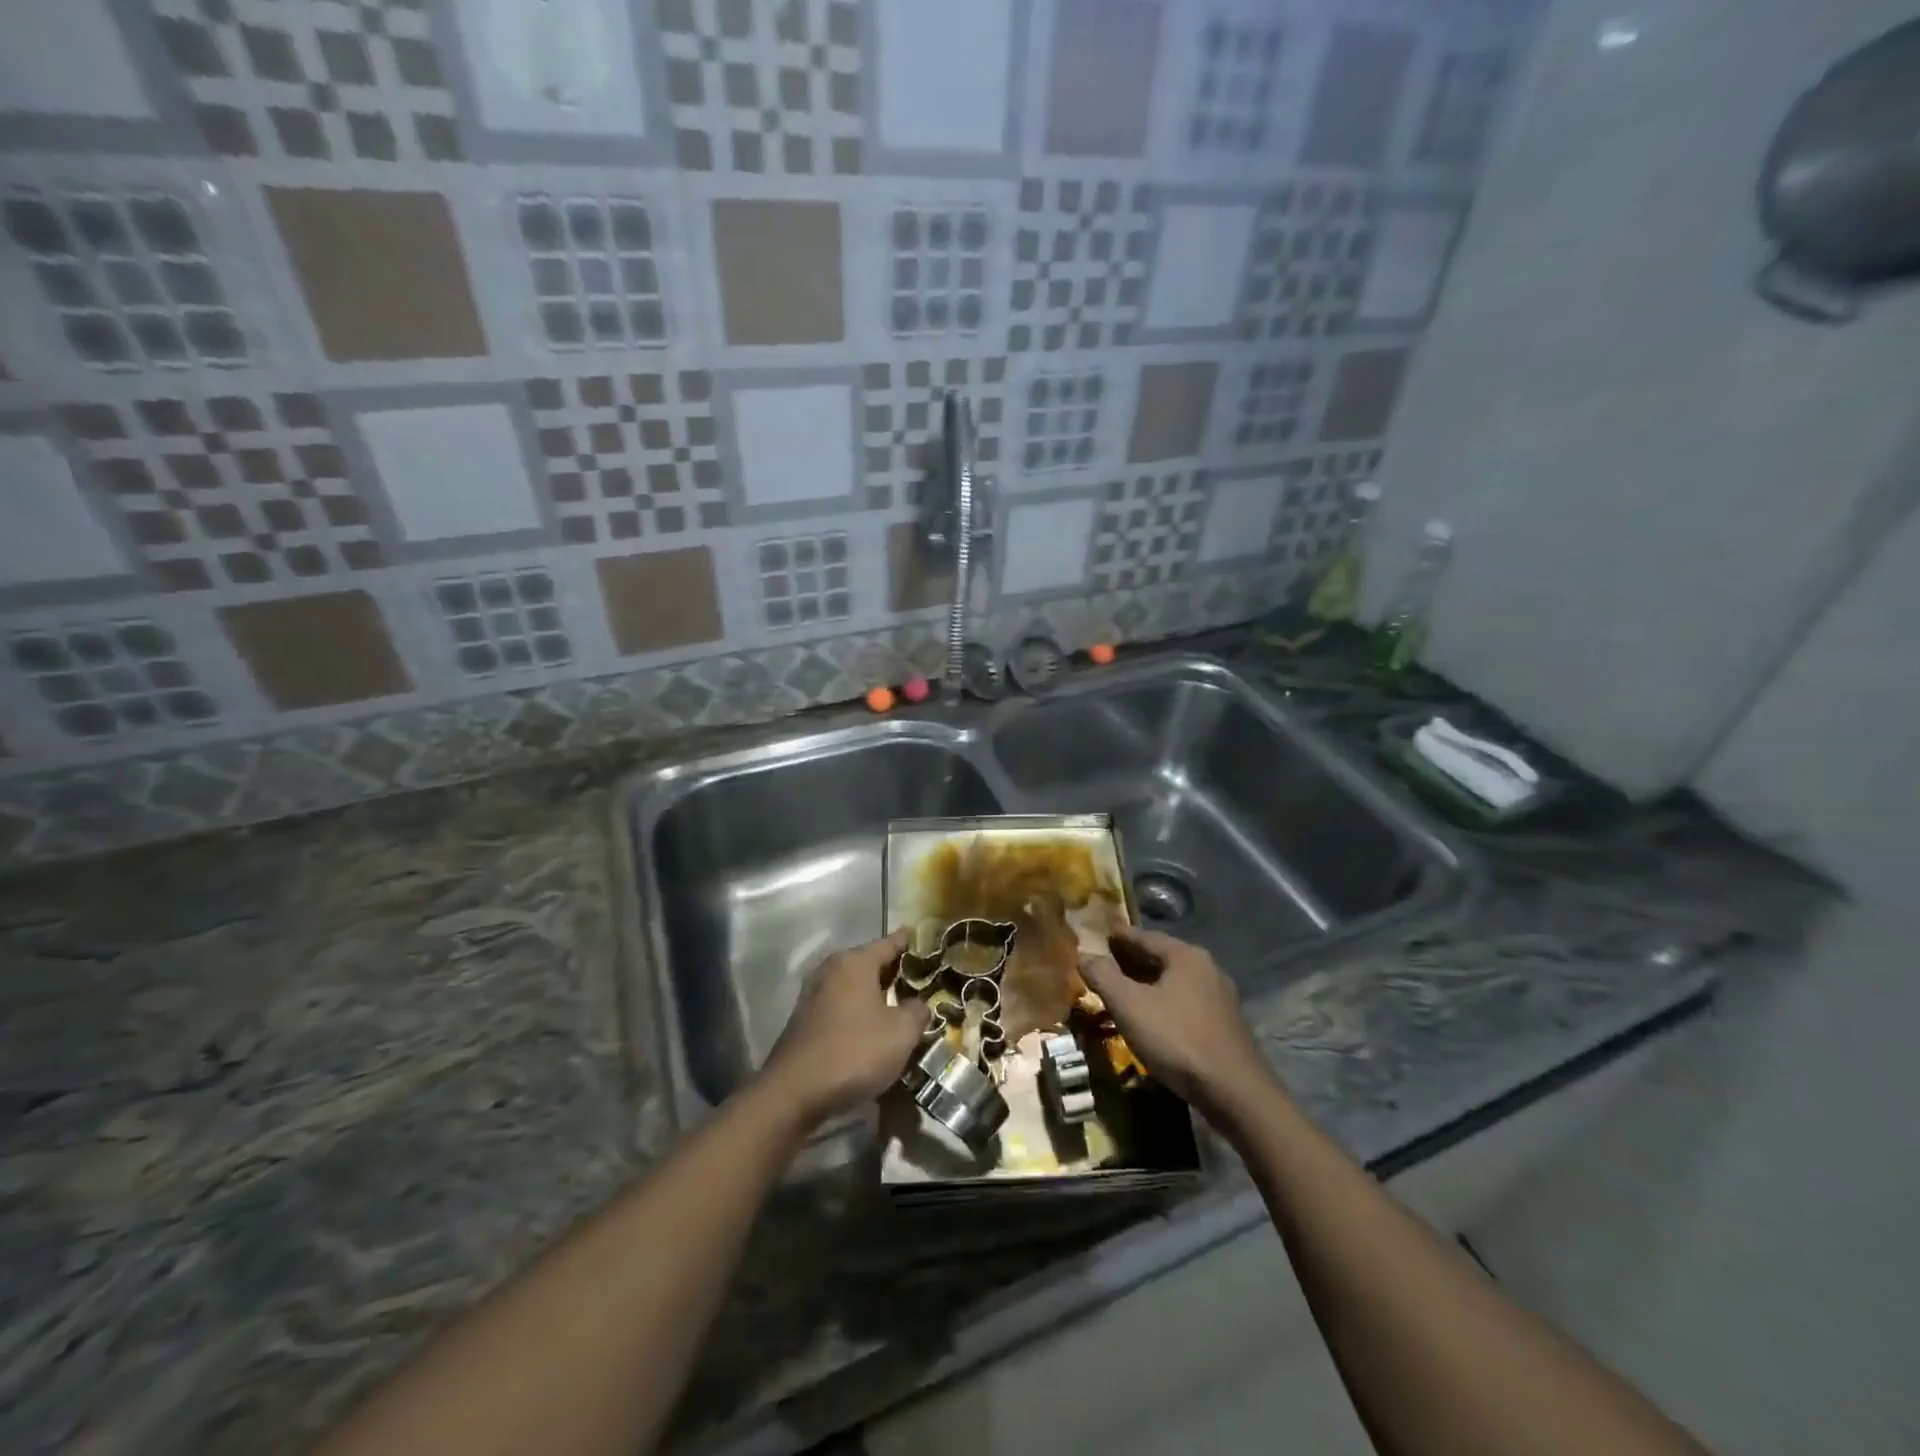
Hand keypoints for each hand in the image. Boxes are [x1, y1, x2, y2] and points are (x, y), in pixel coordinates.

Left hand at [762, 930, 924, 1123]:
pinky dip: (860, 1012)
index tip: (932, 944)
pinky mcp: (805, 1020)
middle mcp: (831, 969)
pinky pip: (842, 1006)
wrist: (794, 1093)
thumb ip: (917, 1011)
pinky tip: (874, 1030)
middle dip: (897, 972)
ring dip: (877, 995)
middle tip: (924, 982)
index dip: (914, 943)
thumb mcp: (901, 1033)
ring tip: (903, 1008)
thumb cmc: (854, 1052)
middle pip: (872, 963)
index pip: (891, 942)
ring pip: (856, 987)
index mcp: (855, 962)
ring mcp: (814, 994)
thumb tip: (918, 1004)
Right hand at [1078, 928, 1275, 1119]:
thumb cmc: (1177, 1039)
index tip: (1098, 937)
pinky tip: (1151, 1017)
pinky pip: (1185, 1002)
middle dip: (1131, 960)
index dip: (1118, 937)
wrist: (1235, 1092)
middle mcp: (1207, 968)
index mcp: (1186, 955)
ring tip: (1122, 992)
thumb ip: (1103, 976)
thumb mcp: (1129, 1006)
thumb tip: (1084, 954)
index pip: (1144, 936)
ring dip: (1147, 983)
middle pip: (1161, 957)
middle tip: (1104, 965)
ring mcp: (1220, 996)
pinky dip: (1164, 1002)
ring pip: (1174, 981)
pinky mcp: (1224, 1024)